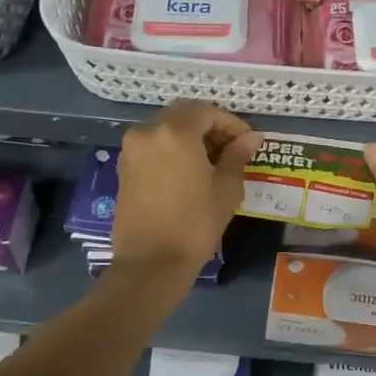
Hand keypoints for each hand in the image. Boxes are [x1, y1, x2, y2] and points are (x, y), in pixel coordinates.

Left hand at [112, 100, 261, 277]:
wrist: (151, 263)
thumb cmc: (195, 224)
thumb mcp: (226, 188)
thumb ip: (237, 155)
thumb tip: (251, 137)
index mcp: (175, 132)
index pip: (208, 112)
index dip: (232, 124)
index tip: (248, 142)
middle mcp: (148, 131)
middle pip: (184, 115)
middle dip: (210, 127)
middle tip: (232, 149)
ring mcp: (132, 149)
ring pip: (166, 129)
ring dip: (191, 137)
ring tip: (213, 162)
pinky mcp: (124, 167)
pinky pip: (153, 146)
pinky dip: (173, 149)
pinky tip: (189, 172)